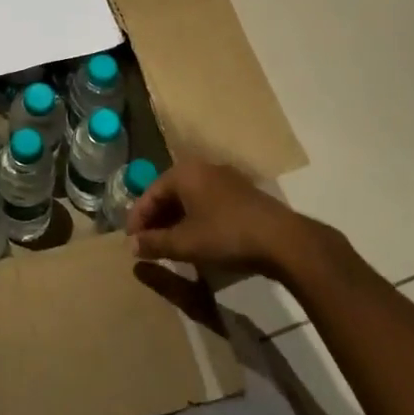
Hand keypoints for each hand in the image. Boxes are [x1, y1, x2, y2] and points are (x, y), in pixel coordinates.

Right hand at [127, 160, 306, 275]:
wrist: (283, 240)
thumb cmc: (226, 235)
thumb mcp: (185, 244)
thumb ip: (155, 243)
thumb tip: (131, 245)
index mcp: (184, 173)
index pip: (150, 193)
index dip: (137, 219)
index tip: (130, 243)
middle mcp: (202, 168)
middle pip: (170, 193)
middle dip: (156, 219)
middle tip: (147, 244)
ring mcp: (225, 179)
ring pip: (189, 198)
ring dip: (175, 220)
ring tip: (169, 244)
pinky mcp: (242, 193)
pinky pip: (208, 203)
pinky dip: (195, 219)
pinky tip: (197, 239)